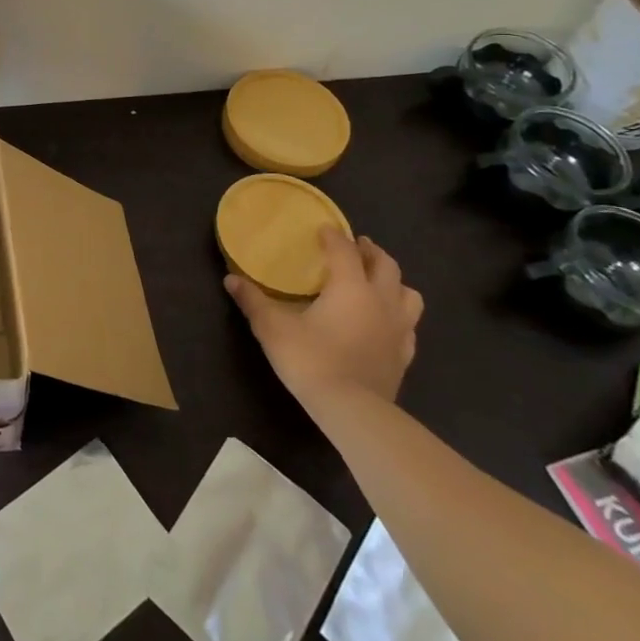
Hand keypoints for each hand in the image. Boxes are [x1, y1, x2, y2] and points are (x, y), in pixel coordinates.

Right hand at [224, 227, 422, 407]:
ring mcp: (398, 330)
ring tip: (377, 281)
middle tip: (356, 246)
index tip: (323, 229)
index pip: (344, 250)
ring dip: (393, 282)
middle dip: (370, 251)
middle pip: (386, 265)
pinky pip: (409, 326)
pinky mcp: (404, 355)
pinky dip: (399, 315)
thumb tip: (231, 279)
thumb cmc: (311, 359)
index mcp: (350, 287)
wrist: (352, 411)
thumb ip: (253, 301)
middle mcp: (380, 301)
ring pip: (408, 294)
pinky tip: (385, 322)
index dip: (333, 236)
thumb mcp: (272, 327)